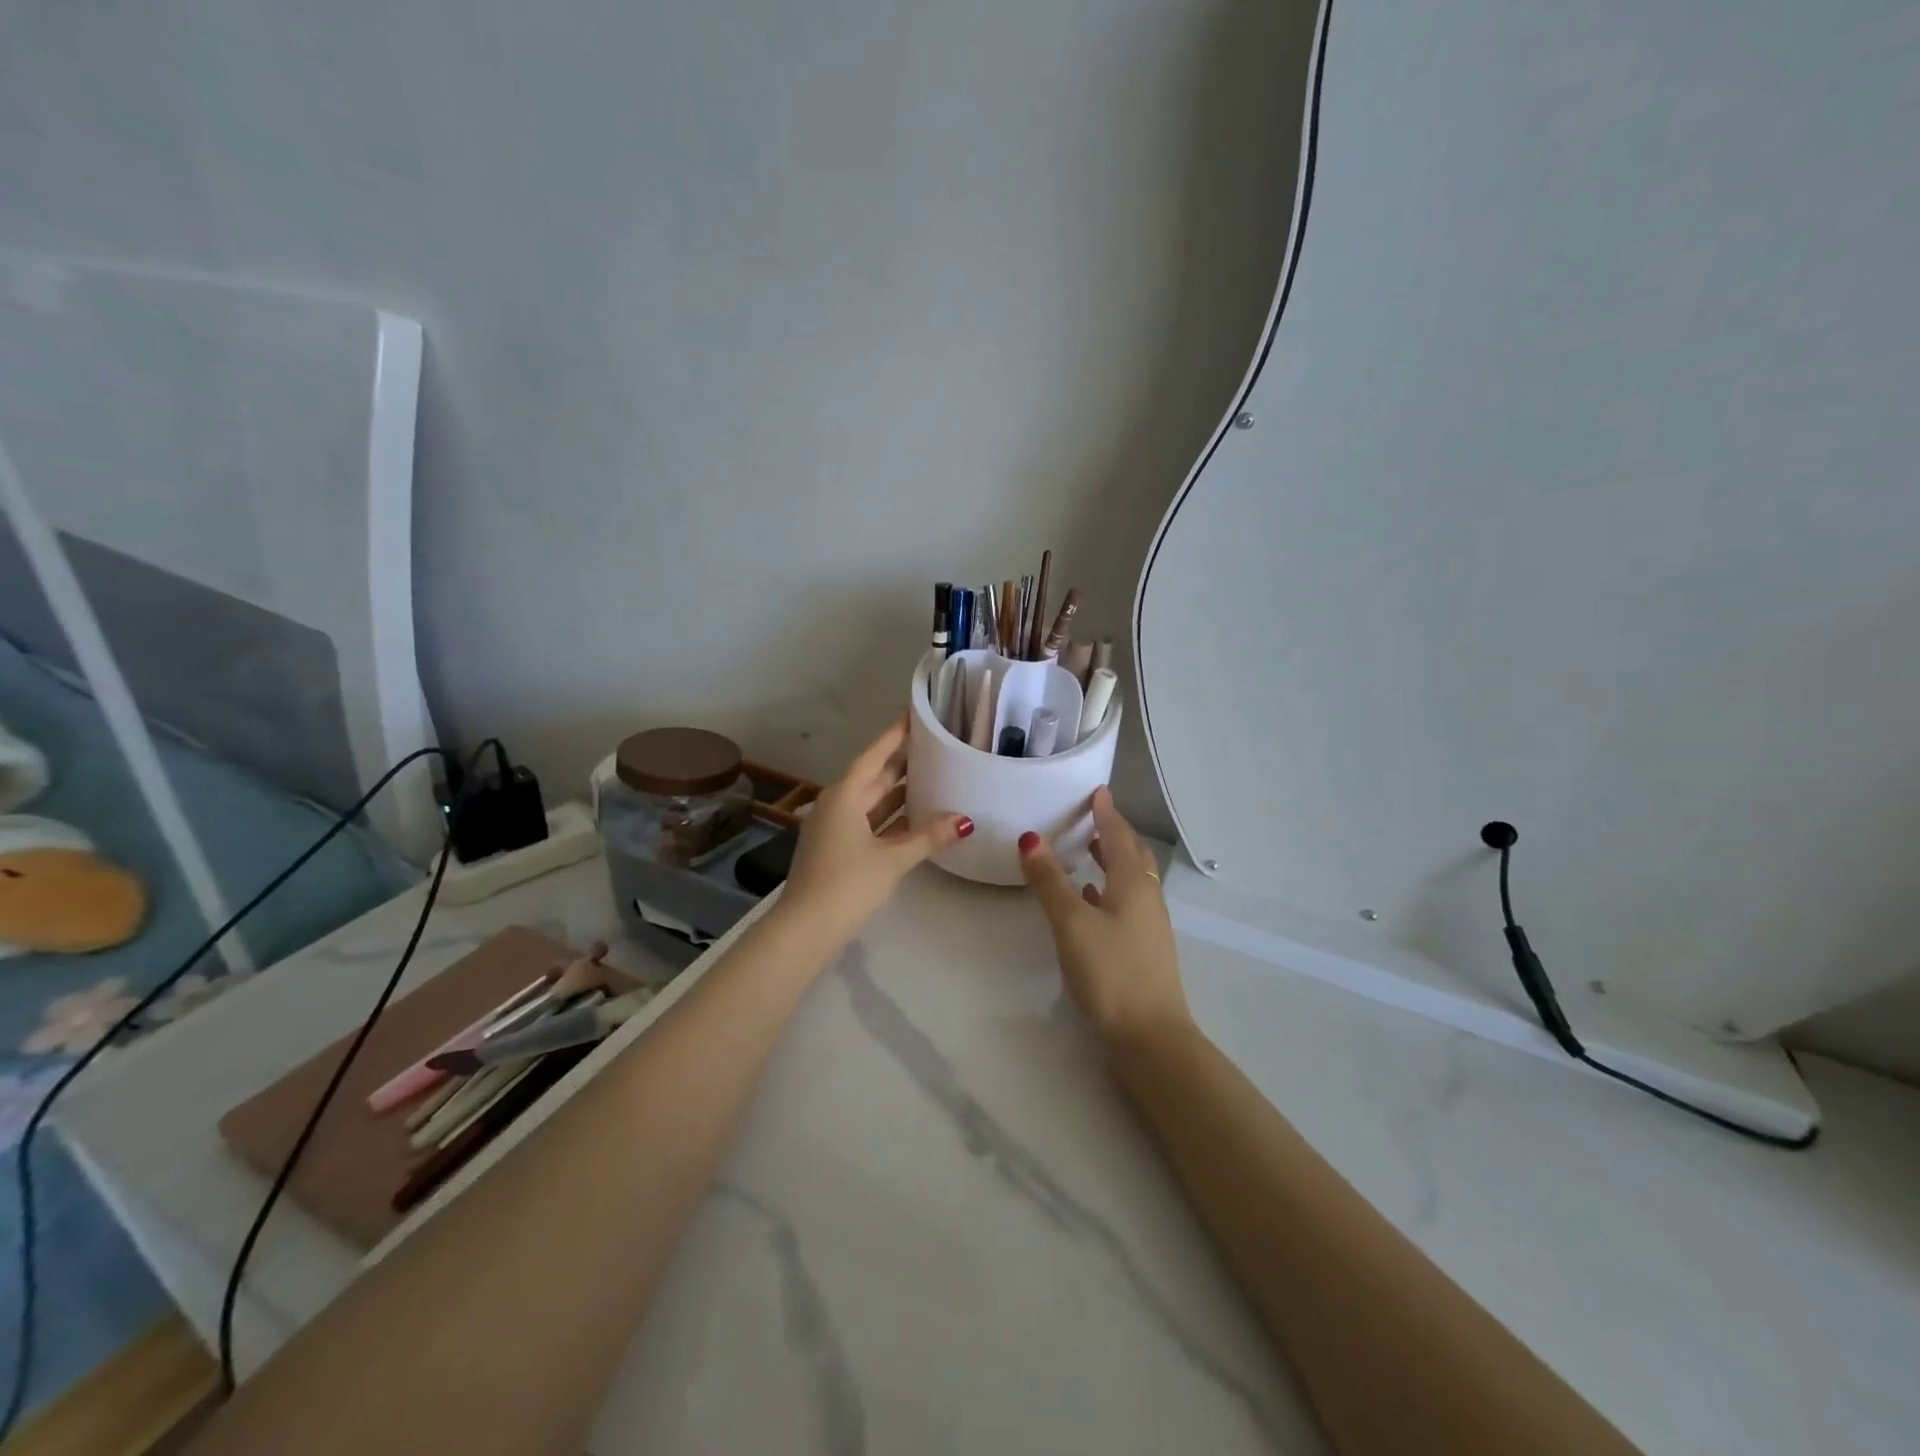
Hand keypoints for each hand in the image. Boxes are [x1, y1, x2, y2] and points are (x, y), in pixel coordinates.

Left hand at [780, 714, 971, 951]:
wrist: (804, 931)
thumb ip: (929, 837)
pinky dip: (892, 818)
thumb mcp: (892, 859)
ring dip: (899, 792)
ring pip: (872, 801)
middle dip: (903, 762)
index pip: (875, 755)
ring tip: (935, 776)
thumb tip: (966, 820)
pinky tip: (917, 818)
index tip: (915, 714)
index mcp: (844, 795)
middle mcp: (837, 804)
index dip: (896, 734)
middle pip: (874, 776)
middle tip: (936, 745)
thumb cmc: (847, 884)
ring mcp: (835, 828)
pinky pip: (870, 823)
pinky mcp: (838, 850)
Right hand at [1019, 787, 1192, 1050]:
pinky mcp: (1143, 949)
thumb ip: (1050, 881)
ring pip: (1131, 880)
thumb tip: (1031, 838)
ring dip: (1113, 861)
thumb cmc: (1111, 973)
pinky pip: (1127, 904)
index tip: (1097, 791)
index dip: (1106, 813)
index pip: (1119, 836)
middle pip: (1132, 855)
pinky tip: (1091, 900)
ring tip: (1090, 851)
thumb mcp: (1072, 923)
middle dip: (1114, 833)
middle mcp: (1146, 898)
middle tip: (1092, 817)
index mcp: (1133, 884)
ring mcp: (1148, 926)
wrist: (1150, 1039)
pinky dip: (1109, 891)